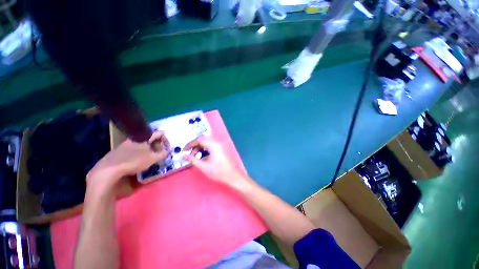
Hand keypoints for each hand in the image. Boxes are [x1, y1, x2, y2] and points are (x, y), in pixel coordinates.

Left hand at [87, 131, 169, 189]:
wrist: (109, 170)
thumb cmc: (134, 161)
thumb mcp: (153, 158)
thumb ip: (163, 154)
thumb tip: (169, 150)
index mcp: (144, 137)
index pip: (159, 133)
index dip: (166, 140)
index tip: (167, 148)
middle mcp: (135, 138)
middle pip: (151, 138)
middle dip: (158, 145)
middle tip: (159, 154)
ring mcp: (126, 143)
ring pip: (142, 143)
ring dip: (149, 149)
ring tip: (150, 158)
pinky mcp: (119, 150)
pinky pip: (134, 148)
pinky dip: (141, 152)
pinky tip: (138, 160)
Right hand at [183, 136, 251, 189]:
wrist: (233, 176)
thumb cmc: (219, 172)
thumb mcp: (204, 167)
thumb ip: (193, 160)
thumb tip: (184, 156)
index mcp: (214, 145)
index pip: (199, 139)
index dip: (190, 144)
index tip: (184, 150)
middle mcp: (218, 142)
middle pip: (204, 138)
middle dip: (195, 144)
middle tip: (189, 152)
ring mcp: (221, 145)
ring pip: (208, 141)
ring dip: (200, 146)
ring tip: (195, 155)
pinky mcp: (222, 148)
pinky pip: (212, 144)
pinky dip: (206, 148)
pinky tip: (203, 156)